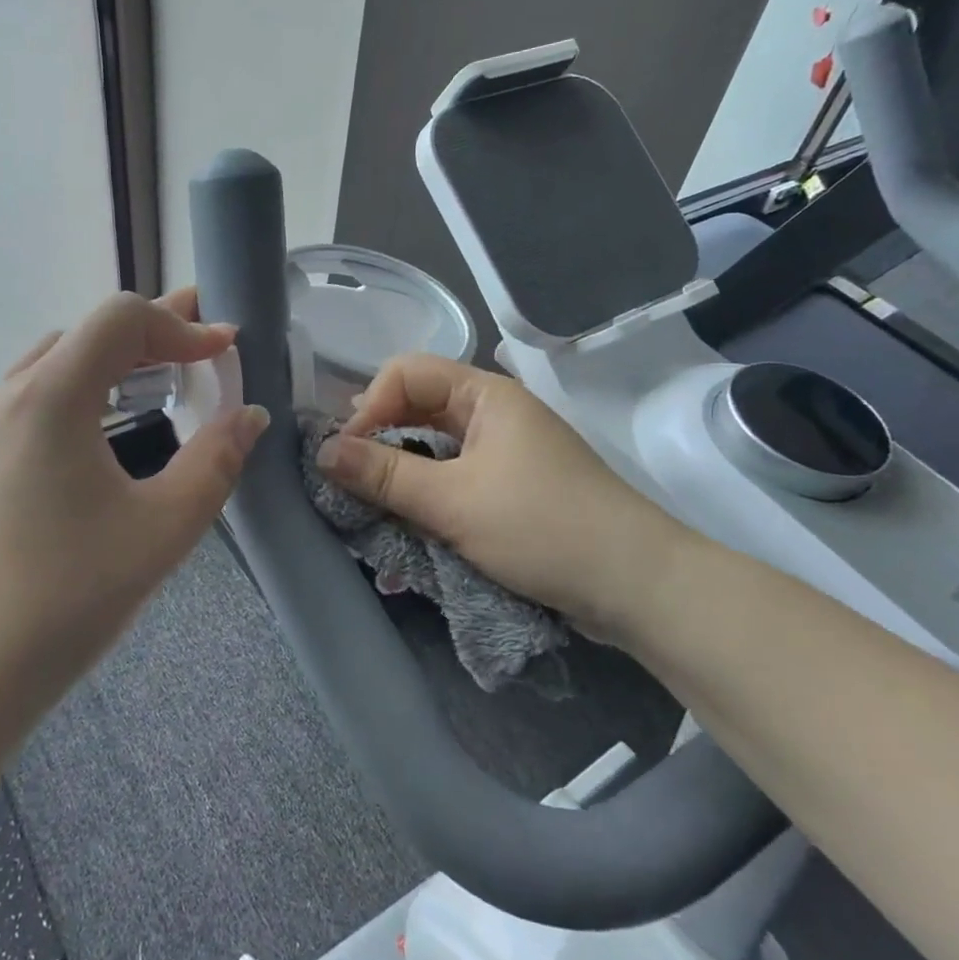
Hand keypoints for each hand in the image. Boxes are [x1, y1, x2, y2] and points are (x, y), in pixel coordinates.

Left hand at [0, 288, 267, 716]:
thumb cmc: (70, 595)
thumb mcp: (164, 526)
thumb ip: (216, 460)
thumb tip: (250, 415)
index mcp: (50, 396)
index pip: (121, 319)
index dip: (181, 324)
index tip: (227, 349)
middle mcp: (8, 395)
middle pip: (89, 332)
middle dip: (153, 332)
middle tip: (204, 343)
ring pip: (58, 360)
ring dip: (116, 358)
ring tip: (163, 372)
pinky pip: (35, 394)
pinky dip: (83, 386)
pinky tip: (106, 421)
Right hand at [314, 354, 693, 642]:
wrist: (637, 586)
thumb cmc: (543, 528)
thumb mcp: (453, 502)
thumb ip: (384, 475)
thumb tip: (321, 452)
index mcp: (486, 395)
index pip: (406, 373)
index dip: (368, 406)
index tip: (345, 455)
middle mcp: (493, 415)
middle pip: (417, 408)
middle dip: (377, 440)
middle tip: (346, 480)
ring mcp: (504, 453)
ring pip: (432, 448)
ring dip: (398, 474)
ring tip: (368, 506)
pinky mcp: (510, 490)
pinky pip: (452, 479)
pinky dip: (424, 497)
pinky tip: (404, 525)